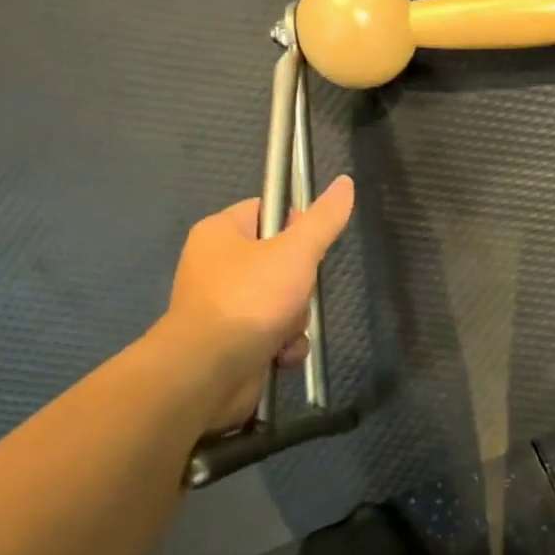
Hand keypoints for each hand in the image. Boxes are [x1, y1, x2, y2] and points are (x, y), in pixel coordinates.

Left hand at [157, 175, 354, 430]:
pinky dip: (283, 344)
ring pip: (281, 300)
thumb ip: (323, 219)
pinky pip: (271, 332)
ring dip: (295, 319)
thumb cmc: (250, 299)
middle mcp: (215, 265)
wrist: (209, 371)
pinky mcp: (230, 341)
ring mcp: (222, 306)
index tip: (311, 245)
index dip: (296, 224)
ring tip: (287, 330)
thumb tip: (345, 182)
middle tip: (299, 292)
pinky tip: (282, 353)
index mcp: (220, 232)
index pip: (267, 211)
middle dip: (300, 284)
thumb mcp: (296, 252)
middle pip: (280, 260)